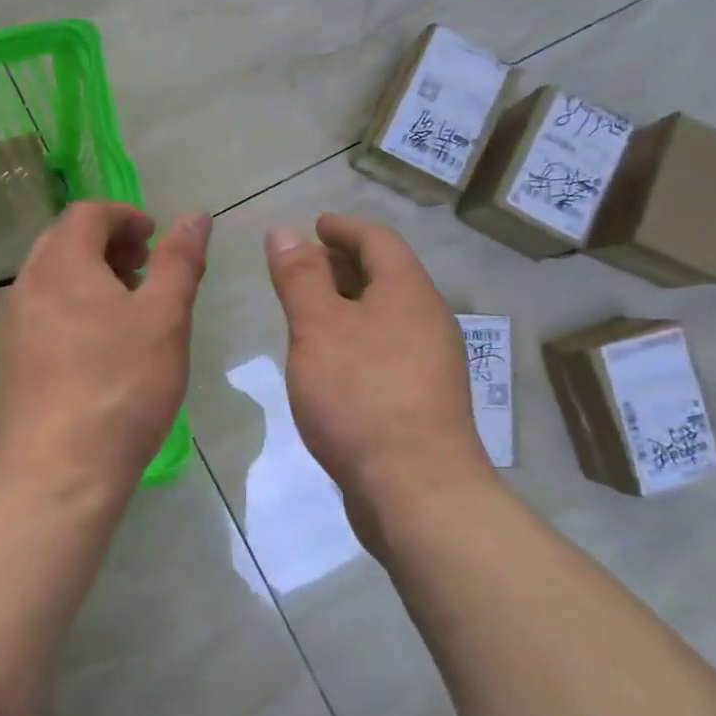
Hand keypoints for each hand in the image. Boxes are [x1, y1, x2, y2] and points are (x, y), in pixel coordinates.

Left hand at [0, 202, 209, 501]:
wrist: (59, 472)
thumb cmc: (121, 386)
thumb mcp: (165, 318)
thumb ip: (180, 261)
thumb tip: (196, 215)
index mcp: (62, 264)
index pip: (88, 213)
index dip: (126, 215)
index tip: (156, 238)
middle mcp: (28, 285)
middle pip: (65, 241)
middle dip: (108, 243)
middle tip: (144, 268)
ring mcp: (13, 325)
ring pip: (52, 278)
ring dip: (90, 276)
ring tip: (129, 308)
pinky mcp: (11, 361)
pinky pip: (43, 312)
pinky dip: (74, 307)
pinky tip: (101, 347)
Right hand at [265, 214, 493, 540]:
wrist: (416, 489)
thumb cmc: (361, 394)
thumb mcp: (318, 328)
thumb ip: (300, 277)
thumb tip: (285, 231)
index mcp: (408, 291)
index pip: (378, 239)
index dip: (344, 227)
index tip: (314, 225)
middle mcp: (427, 319)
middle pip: (386, 275)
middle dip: (344, 264)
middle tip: (303, 267)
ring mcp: (430, 362)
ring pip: (386, 315)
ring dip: (349, 304)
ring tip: (309, 312)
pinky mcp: (423, 399)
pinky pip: (386, 349)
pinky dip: (357, 339)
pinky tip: (330, 362)